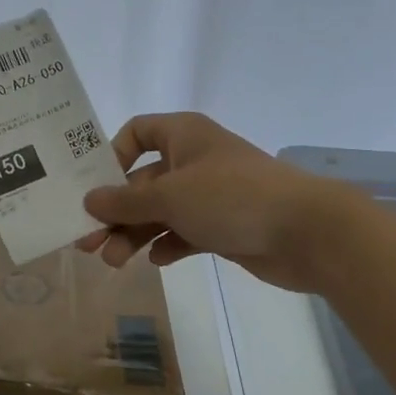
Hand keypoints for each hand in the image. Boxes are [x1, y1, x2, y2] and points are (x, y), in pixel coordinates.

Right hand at [78, 112, 326, 292]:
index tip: (94, 186)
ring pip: (161, 212)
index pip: (137, 132)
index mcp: (183, 136)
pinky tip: (158, 261)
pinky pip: (185, 232)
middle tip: (89, 243)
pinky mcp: (223, 226)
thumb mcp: (169, 196)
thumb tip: (89, 200)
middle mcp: (194, 160)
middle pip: (142, 182)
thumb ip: (125, 202)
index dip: (112, 156)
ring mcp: (210, 195)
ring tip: (115, 262)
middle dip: (116, 212)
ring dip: (136, 234)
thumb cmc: (231, 197)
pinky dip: (168, 244)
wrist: (306, 232)